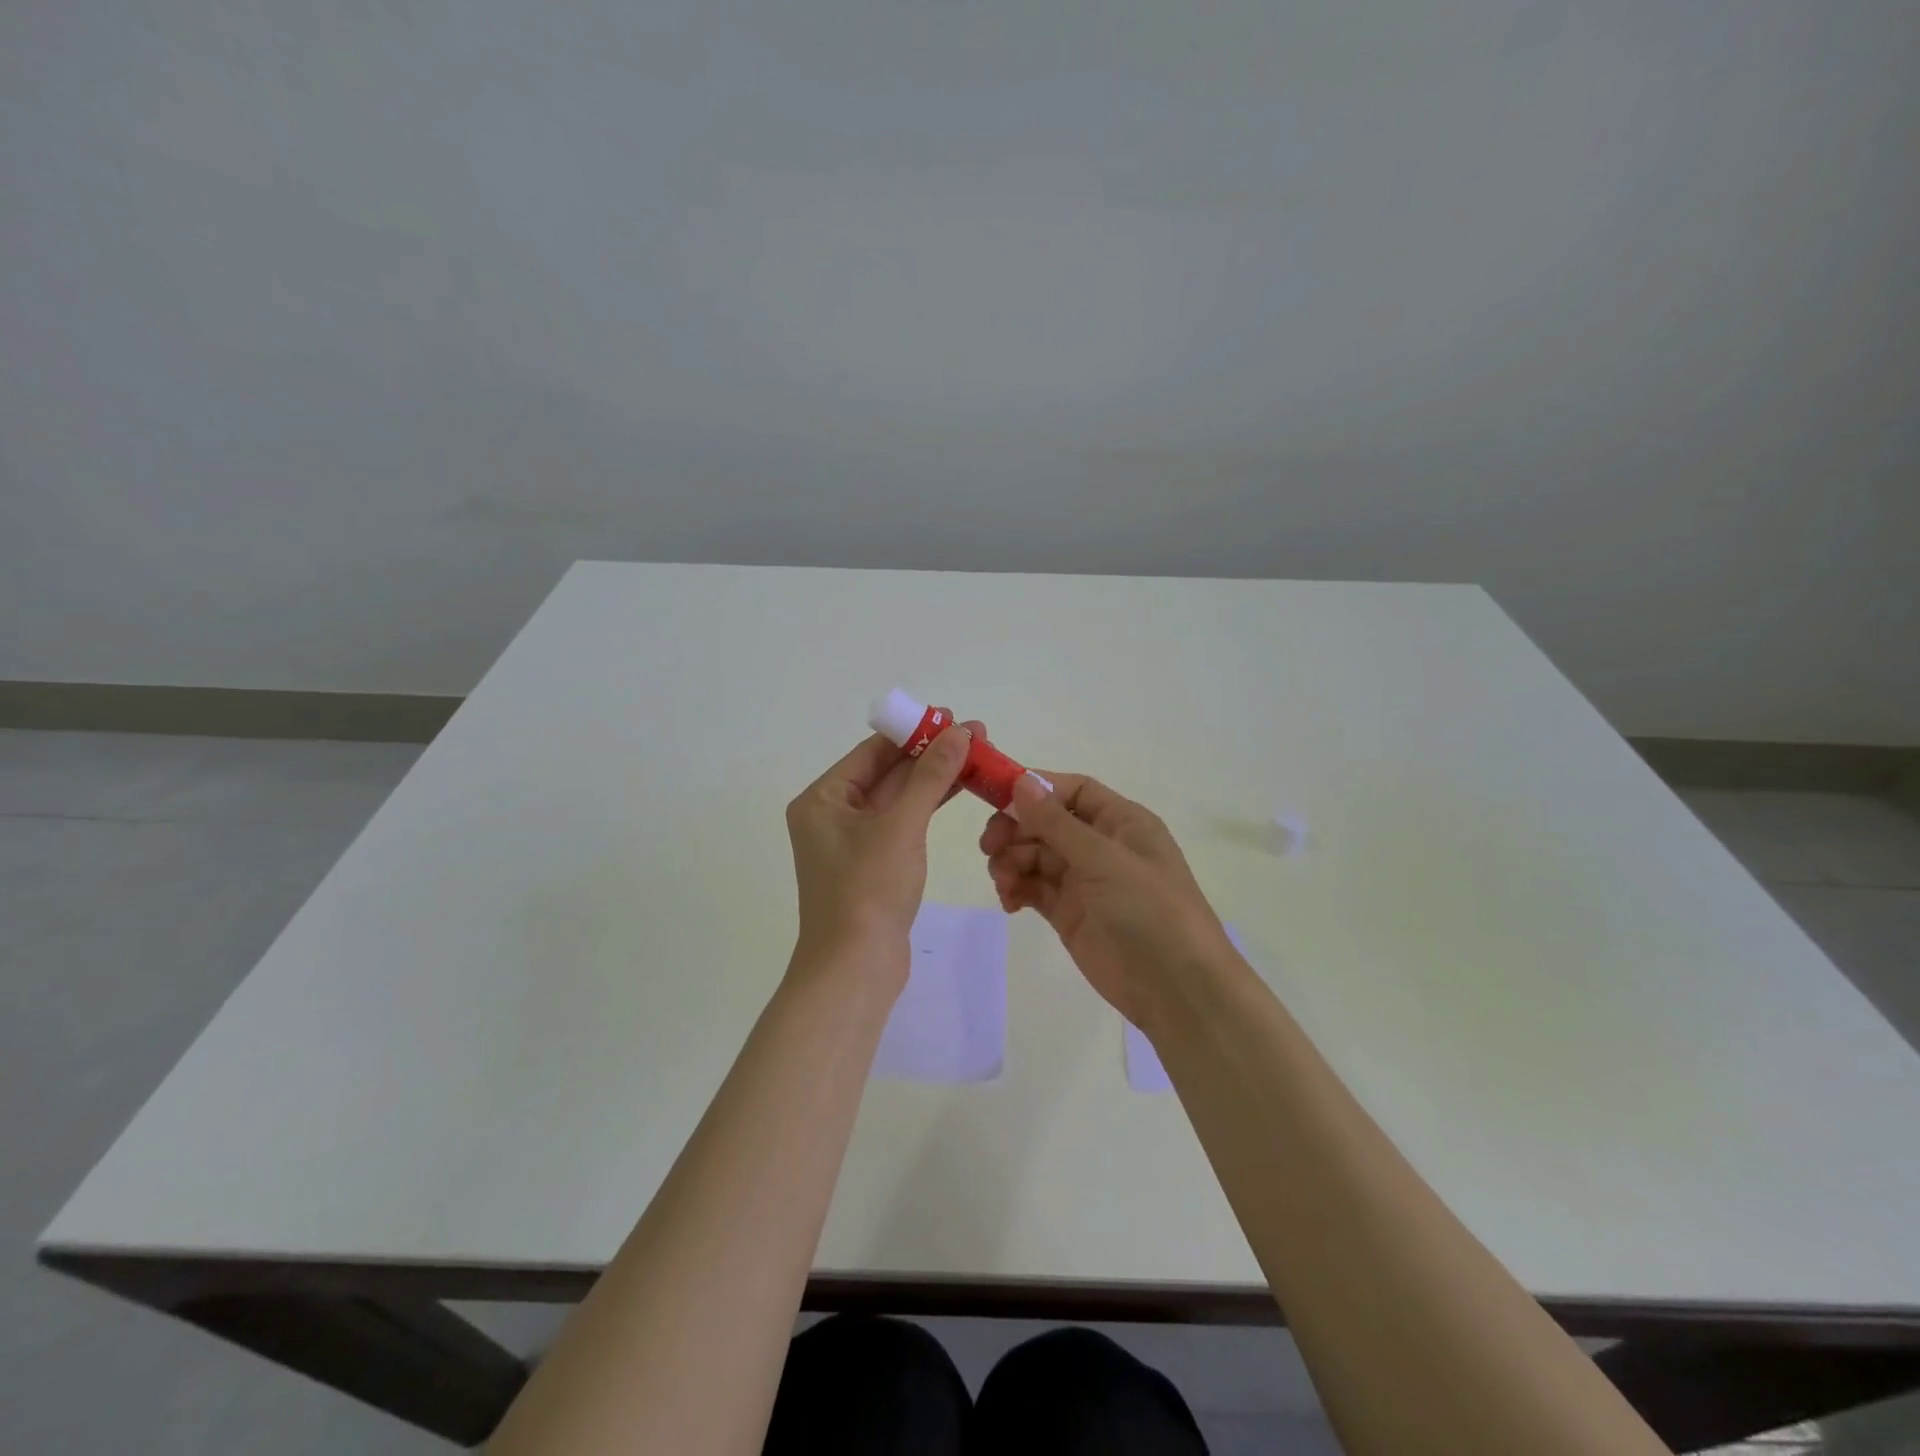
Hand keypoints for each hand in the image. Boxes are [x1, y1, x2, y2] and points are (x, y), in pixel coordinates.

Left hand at [785, 721, 982, 986]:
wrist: (855, 970)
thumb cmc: (868, 891)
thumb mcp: (901, 827)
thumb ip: (930, 777)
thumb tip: (959, 732)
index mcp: (823, 800)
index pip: (872, 751)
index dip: (914, 732)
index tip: (953, 717)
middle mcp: (833, 815)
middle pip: (886, 772)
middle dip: (930, 754)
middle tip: (975, 735)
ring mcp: (854, 842)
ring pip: (899, 797)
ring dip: (934, 778)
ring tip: (977, 756)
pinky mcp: (874, 864)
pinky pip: (903, 822)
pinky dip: (929, 806)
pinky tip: (959, 789)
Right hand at [981, 773, 1237, 1030]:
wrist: (1177, 989)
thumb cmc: (1150, 910)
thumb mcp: (1104, 860)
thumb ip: (1057, 823)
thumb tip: (1022, 781)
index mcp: (1121, 822)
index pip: (1072, 791)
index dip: (1035, 790)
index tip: (996, 799)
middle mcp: (1102, 846)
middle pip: (1047, 823)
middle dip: (1015, 829)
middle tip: (989, 846)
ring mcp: (1085, 881)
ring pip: (1035, 856)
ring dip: (1012, 861)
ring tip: (1003, 882)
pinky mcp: (1070, 914)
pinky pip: (1034, 888)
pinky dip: (1017, 889)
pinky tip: (1010, 901)